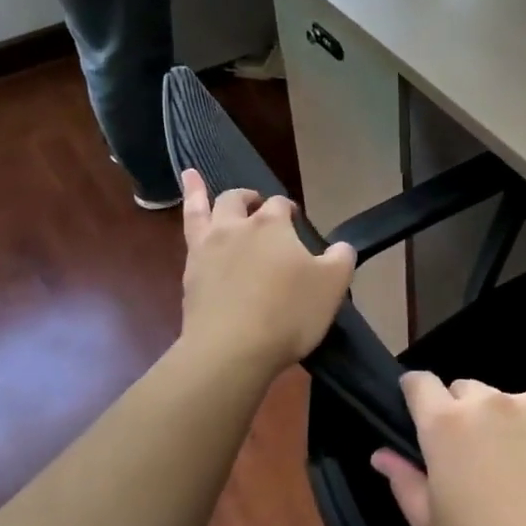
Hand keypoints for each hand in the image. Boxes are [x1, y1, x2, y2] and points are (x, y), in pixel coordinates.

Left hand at [179, 169, 353, 377]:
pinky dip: (183, 220)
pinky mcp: (189, 274)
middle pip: (238, 200)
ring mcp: (208, 249)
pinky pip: (186, 237)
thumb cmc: (289, 312)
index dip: (289, 211)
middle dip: (250, 198)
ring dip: (199, 192)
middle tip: (257, 205)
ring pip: (201, 210)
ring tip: (192, 176)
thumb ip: (341, 258)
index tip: (296, 222)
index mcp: (273, 225)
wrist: (232, 349)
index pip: (281, 205)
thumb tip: (342, 246)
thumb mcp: (333, 285)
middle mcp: (237, 227)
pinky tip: (188, 225)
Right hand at [372, 374, 525, 525]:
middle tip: (474, 462)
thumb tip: (383, 453)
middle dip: (462, 415)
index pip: (419, 382)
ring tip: (524, 475)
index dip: (415, 395)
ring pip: (508, 403)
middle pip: (465, 391)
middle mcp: (489, 401)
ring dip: (506, 425)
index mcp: (446, 424)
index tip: (419, 419)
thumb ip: (404, 483)